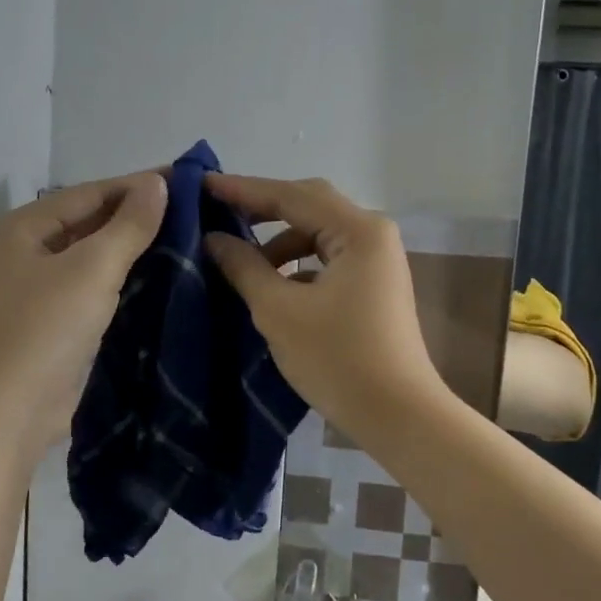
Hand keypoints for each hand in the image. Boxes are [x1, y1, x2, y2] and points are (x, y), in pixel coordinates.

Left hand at [0, 172, 166, 458]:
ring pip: (98, 258)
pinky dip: (128, 281)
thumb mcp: (91, 269)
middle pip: (93, 222)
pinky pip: (99, 289)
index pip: (92, 192)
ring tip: (191, 239)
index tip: (191, 181)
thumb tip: (158, 182)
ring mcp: (43, 289)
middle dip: (141, 216)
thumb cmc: (44, 329)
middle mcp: (30, 251)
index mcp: (27, 227)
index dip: (141, 185)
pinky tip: (165, 278)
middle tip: (198, 211)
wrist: (7, 414)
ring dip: (138, 249)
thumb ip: (128, 225)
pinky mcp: (59, 323)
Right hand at [202, 174, 445, 440]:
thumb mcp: (279, 311)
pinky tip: (270, 284)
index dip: (243, 190)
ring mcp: (377, 260)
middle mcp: (373, 234)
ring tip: (238, 258)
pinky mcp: (373, 284)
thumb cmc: (338, 359)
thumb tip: (213, 239)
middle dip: (262, 209)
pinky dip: (297, 265)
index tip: (202, 185)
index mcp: (358, 230)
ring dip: (278, 241)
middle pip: (309, 206)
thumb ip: (244, 267)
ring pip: (318, 234)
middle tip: (215, 212)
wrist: (398, 416)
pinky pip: (327, 258)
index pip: (291, 195)